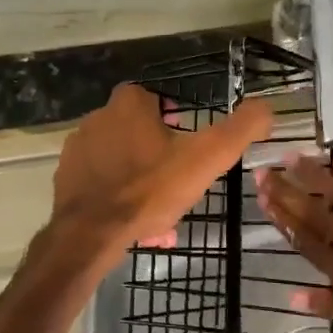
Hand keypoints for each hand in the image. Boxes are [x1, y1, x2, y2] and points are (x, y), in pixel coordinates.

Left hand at [53, 84, 273, 258]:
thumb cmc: (149, 190)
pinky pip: (100, 183)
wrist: (89, 233)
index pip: (156, 99)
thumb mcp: (205, 158)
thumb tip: (267, 108)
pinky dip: (117, 197)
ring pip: (121, 161)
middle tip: (176, 186)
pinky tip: (133, 222)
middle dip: (158, 156)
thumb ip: (240, 130)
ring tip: (158, 213)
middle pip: (138, 132)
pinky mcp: (65, 178)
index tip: (187, 147)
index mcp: (128, 104)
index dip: (174, 121)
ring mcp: (77, 149)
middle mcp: (97, 117)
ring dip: (140, 180)